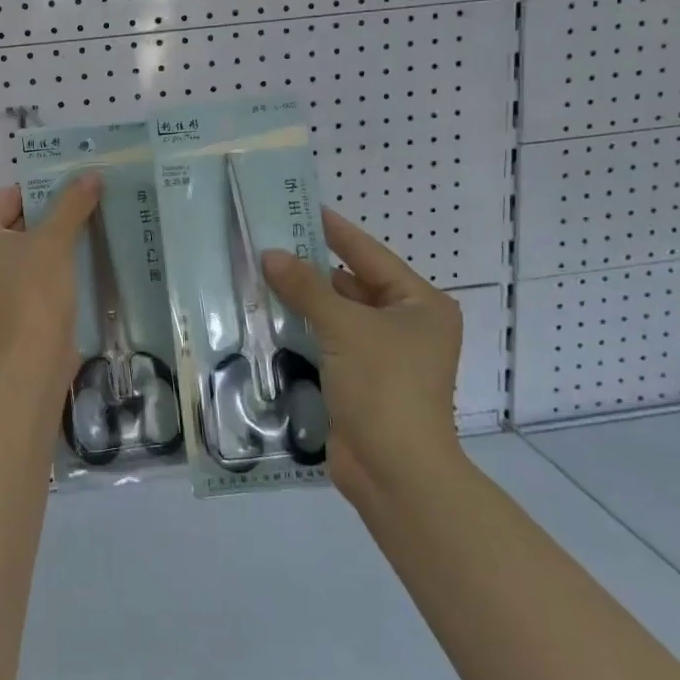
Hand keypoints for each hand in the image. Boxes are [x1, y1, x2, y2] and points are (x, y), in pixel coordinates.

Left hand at [0, 175, 101, 378]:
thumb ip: (71, 204)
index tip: (74, 196)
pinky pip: (15, 280)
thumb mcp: (55, 241)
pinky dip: (37, 274)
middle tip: (81, 216)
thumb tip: (90, 175)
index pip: (7, 199)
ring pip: (14, 255)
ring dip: (43, 249)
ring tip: (79, 242)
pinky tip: (67, 274)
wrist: (29, 363)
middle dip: (44, 222)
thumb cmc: (33, 292)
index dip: (42, 194)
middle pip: (9, 226)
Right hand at [261, 210, 462, 506]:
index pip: (369, 255)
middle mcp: (406, 325)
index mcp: (420, 305)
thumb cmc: (383, 387)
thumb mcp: (344, 328)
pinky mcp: (360, 379)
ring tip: (258, 274)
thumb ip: (306, 287)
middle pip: (352, 284)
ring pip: (336, 314)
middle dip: (310, 268)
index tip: (301, 207)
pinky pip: (328, 342)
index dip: (334, 231)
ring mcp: (383, 355)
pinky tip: (267, 316)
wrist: (394, 472)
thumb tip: (271, 254)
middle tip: (268, 243)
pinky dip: (302, 329)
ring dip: (302, 300)